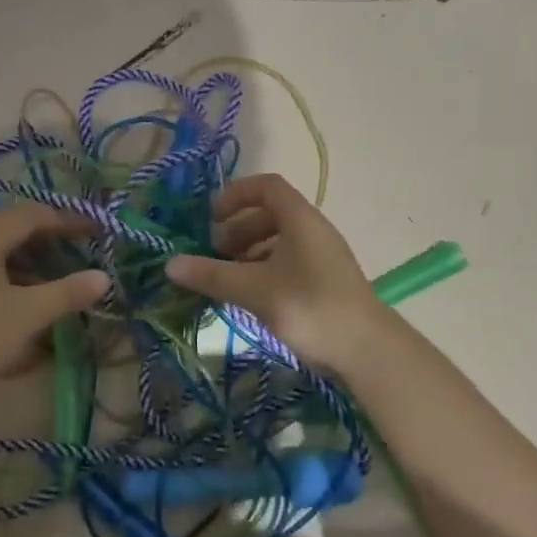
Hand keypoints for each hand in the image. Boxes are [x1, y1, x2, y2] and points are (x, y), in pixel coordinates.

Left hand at [0, 203, 109, 409]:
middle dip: (50, 238)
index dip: (70, 221)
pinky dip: (8, 271)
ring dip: (29, 256)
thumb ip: (68, 292)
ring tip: (56, 276)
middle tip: (80, 252)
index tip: (99, 232)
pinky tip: (23, 295)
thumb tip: (103, 277)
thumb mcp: (28, 315)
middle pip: (14, 225)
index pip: (35, 214)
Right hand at [165, 174, 388, 373]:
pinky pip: (288, 263)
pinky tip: (249, 295)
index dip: (236, 194)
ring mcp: (322, 257)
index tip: (211, 217)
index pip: (266, 187)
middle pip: (270, 214)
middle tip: (213, 253)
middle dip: (237, 228)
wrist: (367, 350)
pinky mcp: (325, 282)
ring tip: (226, 276)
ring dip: (248, 252)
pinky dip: (264, 270)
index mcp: (300, 219)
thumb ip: (211, 275)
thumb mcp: (254, 289)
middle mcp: (313, 231)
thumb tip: (170, 264)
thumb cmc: (309, 307)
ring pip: (278, 241)